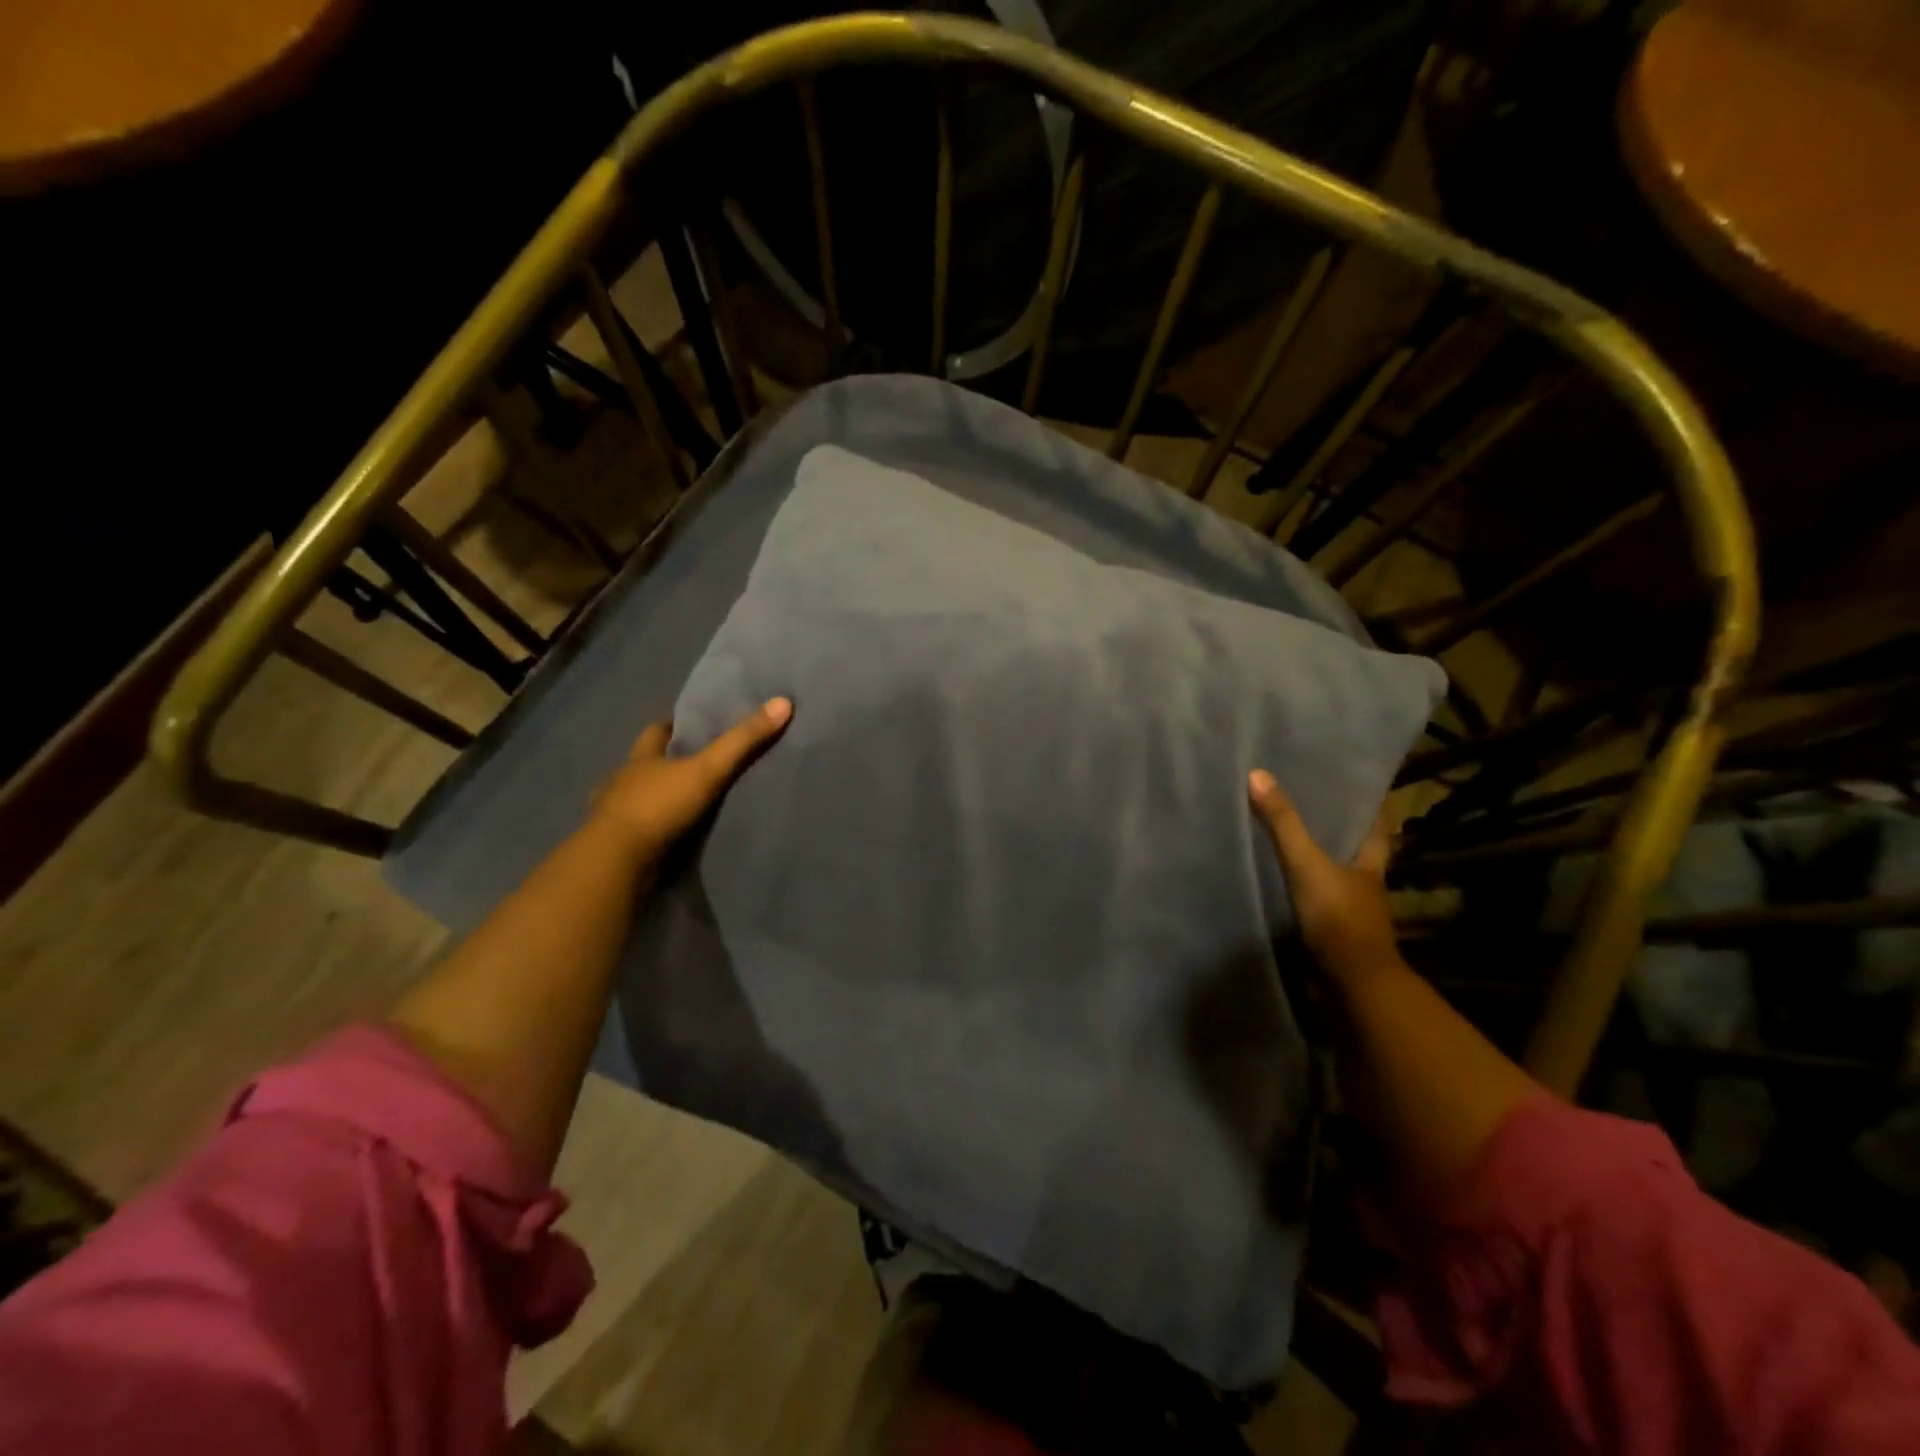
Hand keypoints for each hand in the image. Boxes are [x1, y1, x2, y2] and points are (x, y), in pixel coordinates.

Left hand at [590, 697, 792, 864]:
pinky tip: (668, 837)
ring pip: (639, 799)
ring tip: (687, 803)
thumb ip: (743, 741)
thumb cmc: (658, 806)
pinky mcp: (615, 847)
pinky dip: (652, 831)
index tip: (694, 724)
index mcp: (640, 758)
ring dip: (657, 799)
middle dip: (666, 763)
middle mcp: (622, 781)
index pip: (656, 731)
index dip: (674, 725)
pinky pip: (637, 832)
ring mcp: (614, 815)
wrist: (616, 862)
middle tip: (698, 764)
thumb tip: (783, 702)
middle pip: (646, 764)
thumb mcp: (708, 769)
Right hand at [1248, 768, 1399, 988]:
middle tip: (1309, 807)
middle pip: (1356, 850)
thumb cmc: (1338, 917)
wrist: (1352, 984)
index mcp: (1370, 863)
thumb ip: (1283, 823)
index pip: (1377, 827)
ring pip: (1337, 878)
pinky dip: (1304, 892)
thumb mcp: (1306, 863)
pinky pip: (1318, 903)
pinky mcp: (1334, 934)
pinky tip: (1282, 885)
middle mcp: (1366, 885)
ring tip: (1288, 841)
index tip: (1353, 788)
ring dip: (1319, 863)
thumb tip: (1257, 774)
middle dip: (1338, 832)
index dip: (1369, 807)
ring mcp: (1352, 913)